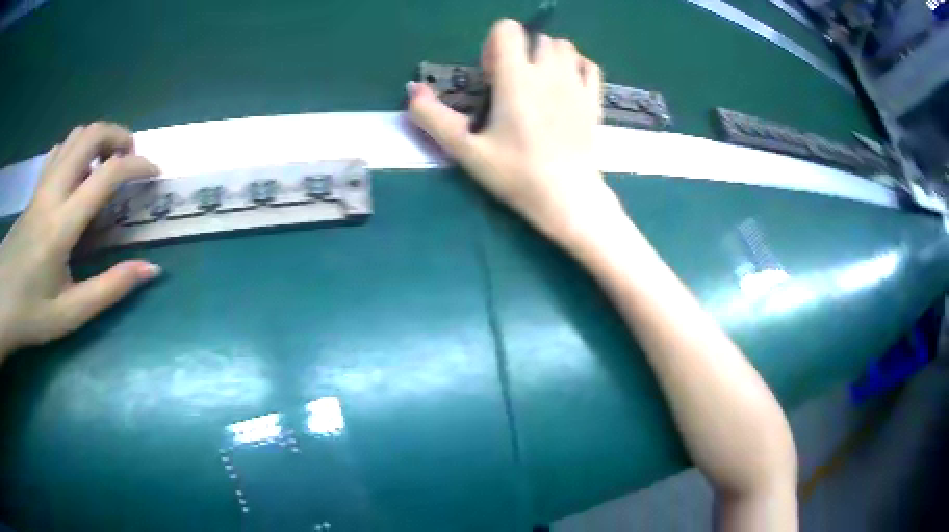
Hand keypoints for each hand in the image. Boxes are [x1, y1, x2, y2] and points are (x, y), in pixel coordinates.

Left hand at [0, 123, 161, 359]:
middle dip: (119, 136)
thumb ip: (110, 289)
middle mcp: (52, 191)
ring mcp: (41, 185)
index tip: (154, 175)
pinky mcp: (34, 189)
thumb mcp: (69, 314)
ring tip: (107, 166)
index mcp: (61, 224)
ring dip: (99, 139)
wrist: (1, 302)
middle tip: (130, 162)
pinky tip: (79, 175)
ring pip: (75, 136)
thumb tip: (151, 270)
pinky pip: (59, 150)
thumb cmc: (29, 314)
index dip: (137, 166)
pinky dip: (77, 149)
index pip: (107, 174)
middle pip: (91, 134)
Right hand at [407, 19, 624, 249]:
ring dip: (547, 56)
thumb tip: (412, 89)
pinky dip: (576, 66)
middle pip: (535, 37)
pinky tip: (566, 86)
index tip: (492, 76)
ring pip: (564, 47)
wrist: (568, 197)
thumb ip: (433, 117)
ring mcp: (576, 84)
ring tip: (538, 85)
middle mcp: (549, 72)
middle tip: (512, 86)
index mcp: (517, 78)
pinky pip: (589, 66)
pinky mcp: (594, 100)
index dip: (493, 45)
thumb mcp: (466, 150)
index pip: (507, 29)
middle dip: (520, 53)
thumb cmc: (516, 174)